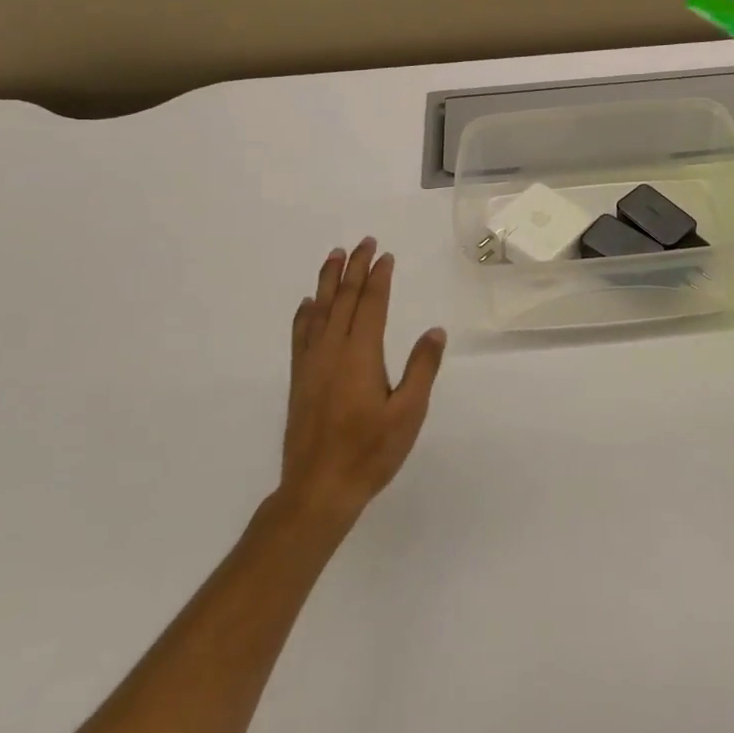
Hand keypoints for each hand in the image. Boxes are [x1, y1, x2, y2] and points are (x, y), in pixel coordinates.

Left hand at [278, 238, 446, 528]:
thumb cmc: (370, 452)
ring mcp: (311, 364)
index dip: (379, 277)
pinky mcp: (299, 380)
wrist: (318, 490)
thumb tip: (435, 331)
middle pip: (344, 299)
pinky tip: (308, 304)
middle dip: (355, 268)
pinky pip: (300, 335)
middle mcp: (332, 351)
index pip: (371, 305)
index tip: (386, 255)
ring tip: (335, 256)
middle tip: (364, 242)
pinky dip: (305, 314)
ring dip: (328, 281)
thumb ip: (422, 369)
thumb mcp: (408, 414)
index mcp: (360, 355)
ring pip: (319, 311)